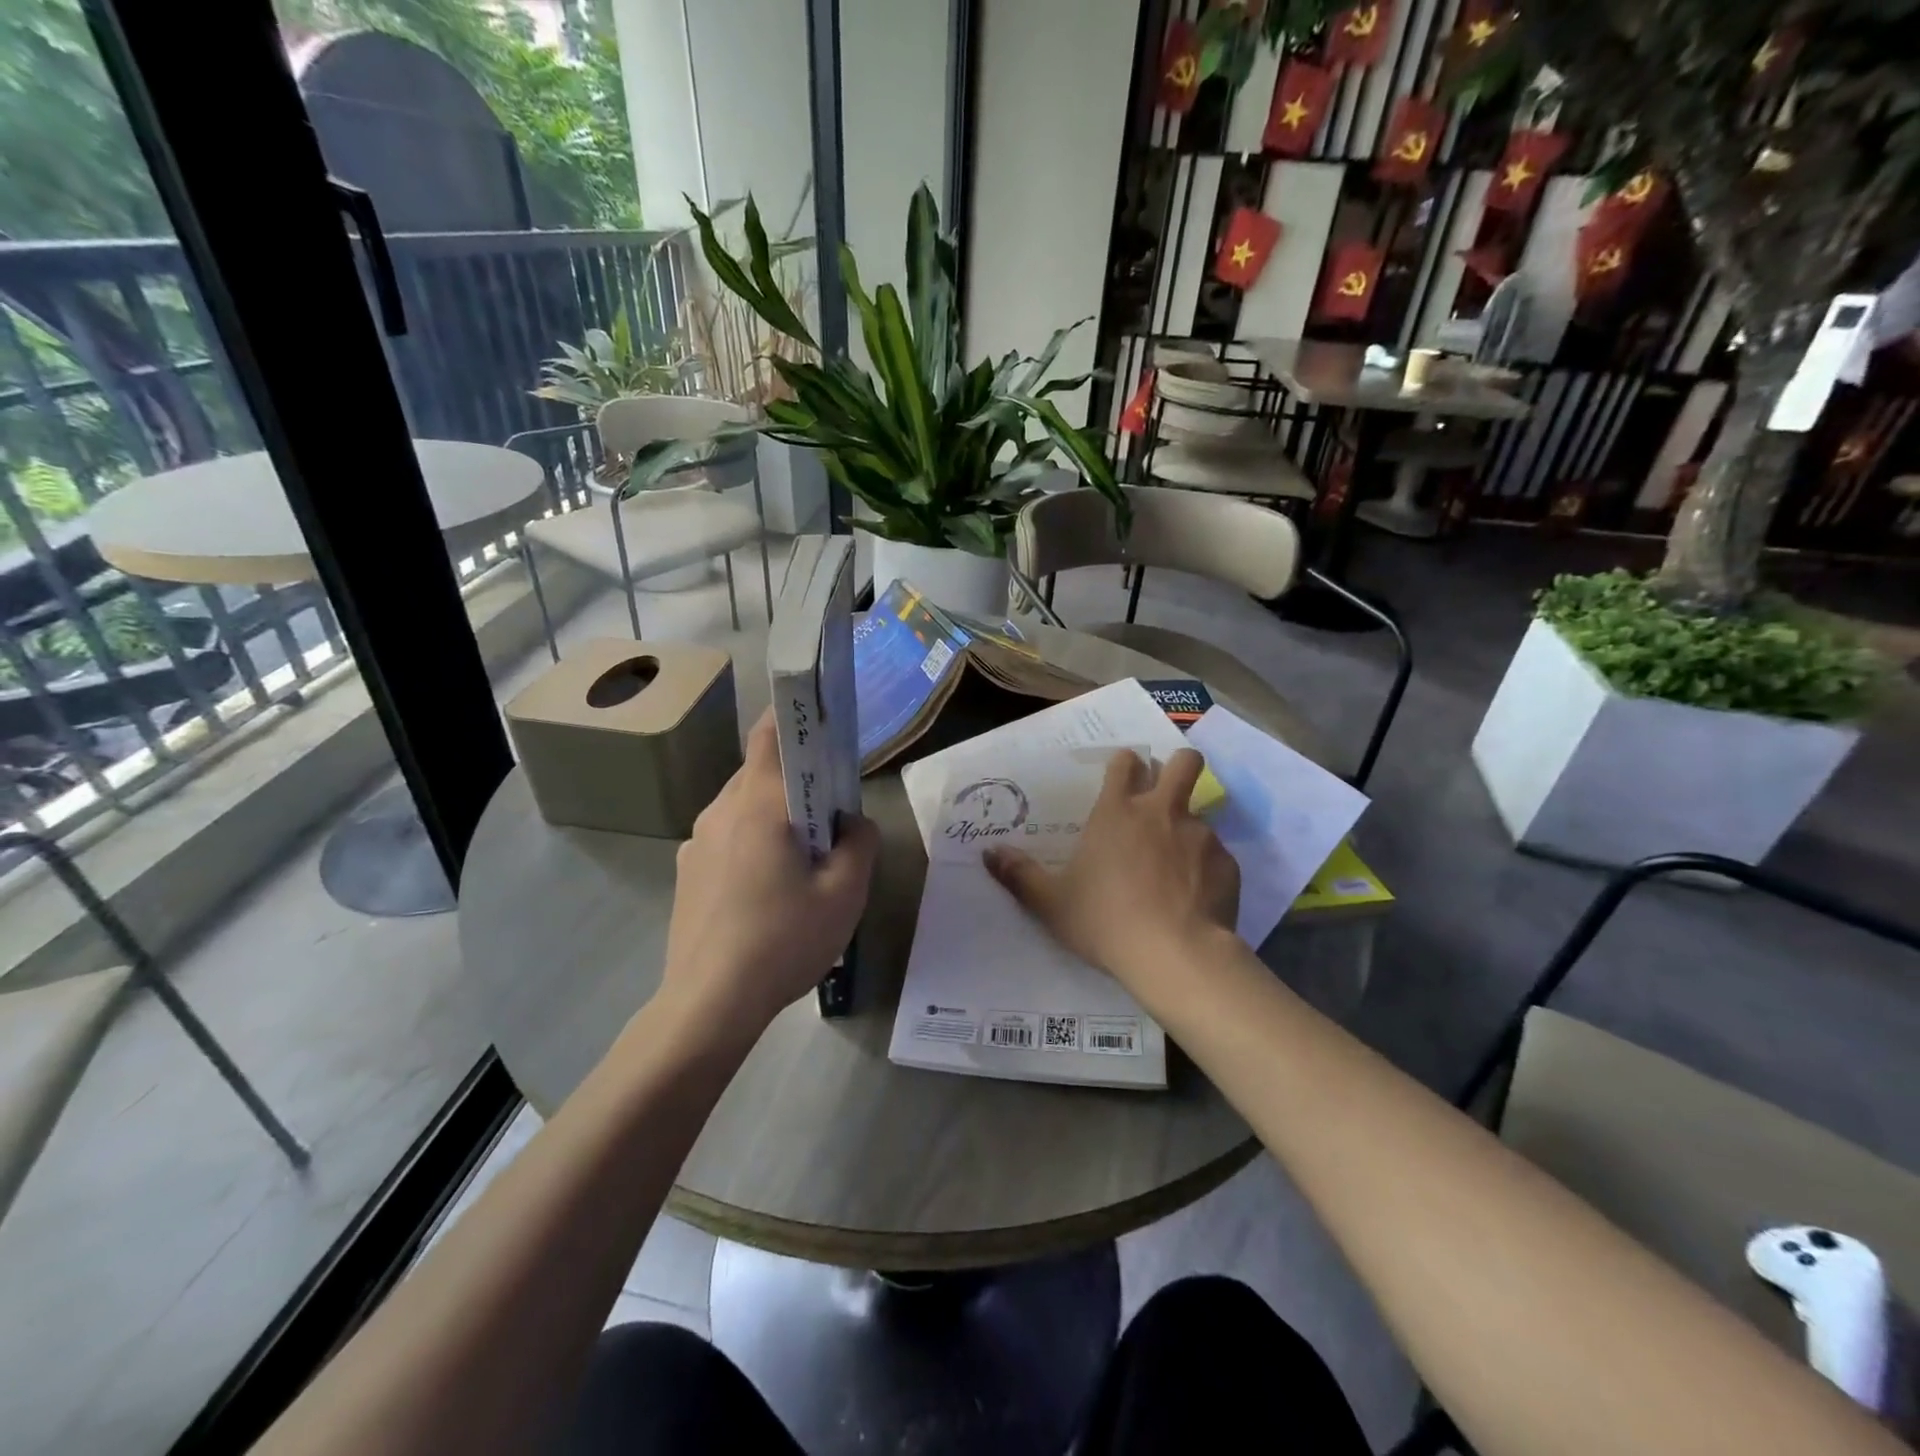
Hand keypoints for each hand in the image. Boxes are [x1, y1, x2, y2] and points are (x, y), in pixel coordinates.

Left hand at [658, 712, 878, 1039]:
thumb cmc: (783, 941)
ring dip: (774, 815)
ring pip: (743, 807)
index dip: (795, 715)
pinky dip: (752, 843)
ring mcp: (697, 841)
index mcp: (759, 805)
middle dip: (796, 779)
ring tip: (801, 859)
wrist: (708, 1004)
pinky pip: (727, 838)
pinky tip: (767, 891)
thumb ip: (860, 843)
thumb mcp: (845, 894)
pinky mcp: (687, 871)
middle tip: (830, 812)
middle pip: (760, 772)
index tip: (822, 721)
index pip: (770, 734)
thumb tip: (852, 822)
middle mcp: (721, 810)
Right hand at [984, 748, 1239, 1014]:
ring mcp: (1200, 834)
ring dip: (1188, 828)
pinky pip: (1217, 854)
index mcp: (1118, 812)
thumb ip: (1020, 875)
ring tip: (1177, 865)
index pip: (1126, 762)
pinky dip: (1207, 867)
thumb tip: (989, 853)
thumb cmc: (1105, 921)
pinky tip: (1196, 897)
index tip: (1124, 777)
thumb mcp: (1052, 904)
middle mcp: (1162, 811)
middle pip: (1184, 762)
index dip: (1126, 764)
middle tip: (1166, 792)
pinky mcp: (1228, 863)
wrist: (1175, 955)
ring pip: (1200, 812)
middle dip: (1177, 766)